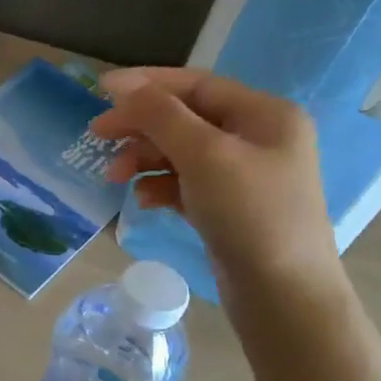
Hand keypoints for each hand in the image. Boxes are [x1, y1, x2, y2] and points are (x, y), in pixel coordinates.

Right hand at [91, 68, 340, 304]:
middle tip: (97, 136)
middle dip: (141, 128)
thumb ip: (161, 115)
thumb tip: (123, 85)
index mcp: (265, 115)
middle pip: (185, 118)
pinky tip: (143, 201)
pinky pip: (186, 184)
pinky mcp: (229, 207)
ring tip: (116, 178)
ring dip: (145, 159)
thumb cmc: (250, 214)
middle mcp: (258, 138)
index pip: (196, 85)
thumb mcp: (203, 155)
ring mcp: (244, 175)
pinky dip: (161, 187)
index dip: (146, 85)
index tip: (99, 91)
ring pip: (181, 152)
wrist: (283, 295)